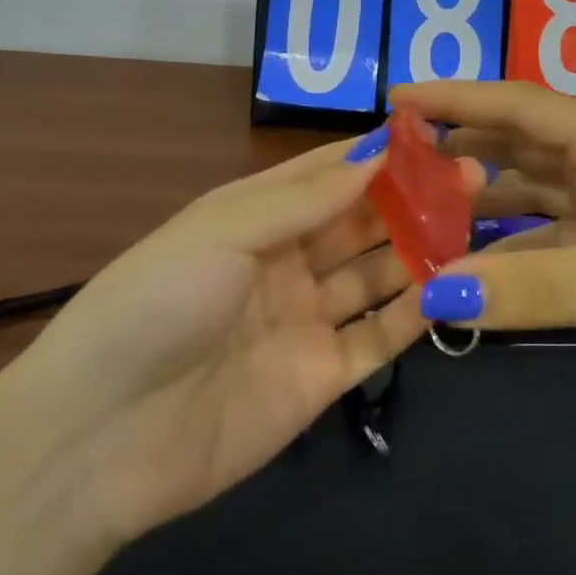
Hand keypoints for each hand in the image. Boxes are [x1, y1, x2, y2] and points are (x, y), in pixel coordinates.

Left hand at [3, 134, 482, 547]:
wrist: (100, 439)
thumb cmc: (156, 305)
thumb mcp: (222, 231)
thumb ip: (303, 197)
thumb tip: (376, 151)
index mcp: (253, 218)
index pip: (327, 174)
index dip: (376, 154)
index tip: (433, 135)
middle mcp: (285, 263)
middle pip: (359, 222)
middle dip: (411, 199)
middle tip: (473, 176)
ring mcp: (305, 321)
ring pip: (376, 274)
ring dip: (420, 249)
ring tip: (475, 223)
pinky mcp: (322, 377)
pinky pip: (378, 336)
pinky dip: (414, 312)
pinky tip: (452, 287)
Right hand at [394, 79, 575, 424]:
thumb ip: (539, 288)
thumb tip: (436, 294)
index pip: (521, 105)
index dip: (458, 97)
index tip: (398, 98)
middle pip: (522, 144)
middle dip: (462, 145)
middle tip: (399, 161)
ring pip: (534, 194)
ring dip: (484, 201)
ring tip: (425, 214)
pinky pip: (551, 242)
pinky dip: (514, 251)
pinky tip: (479, 272)